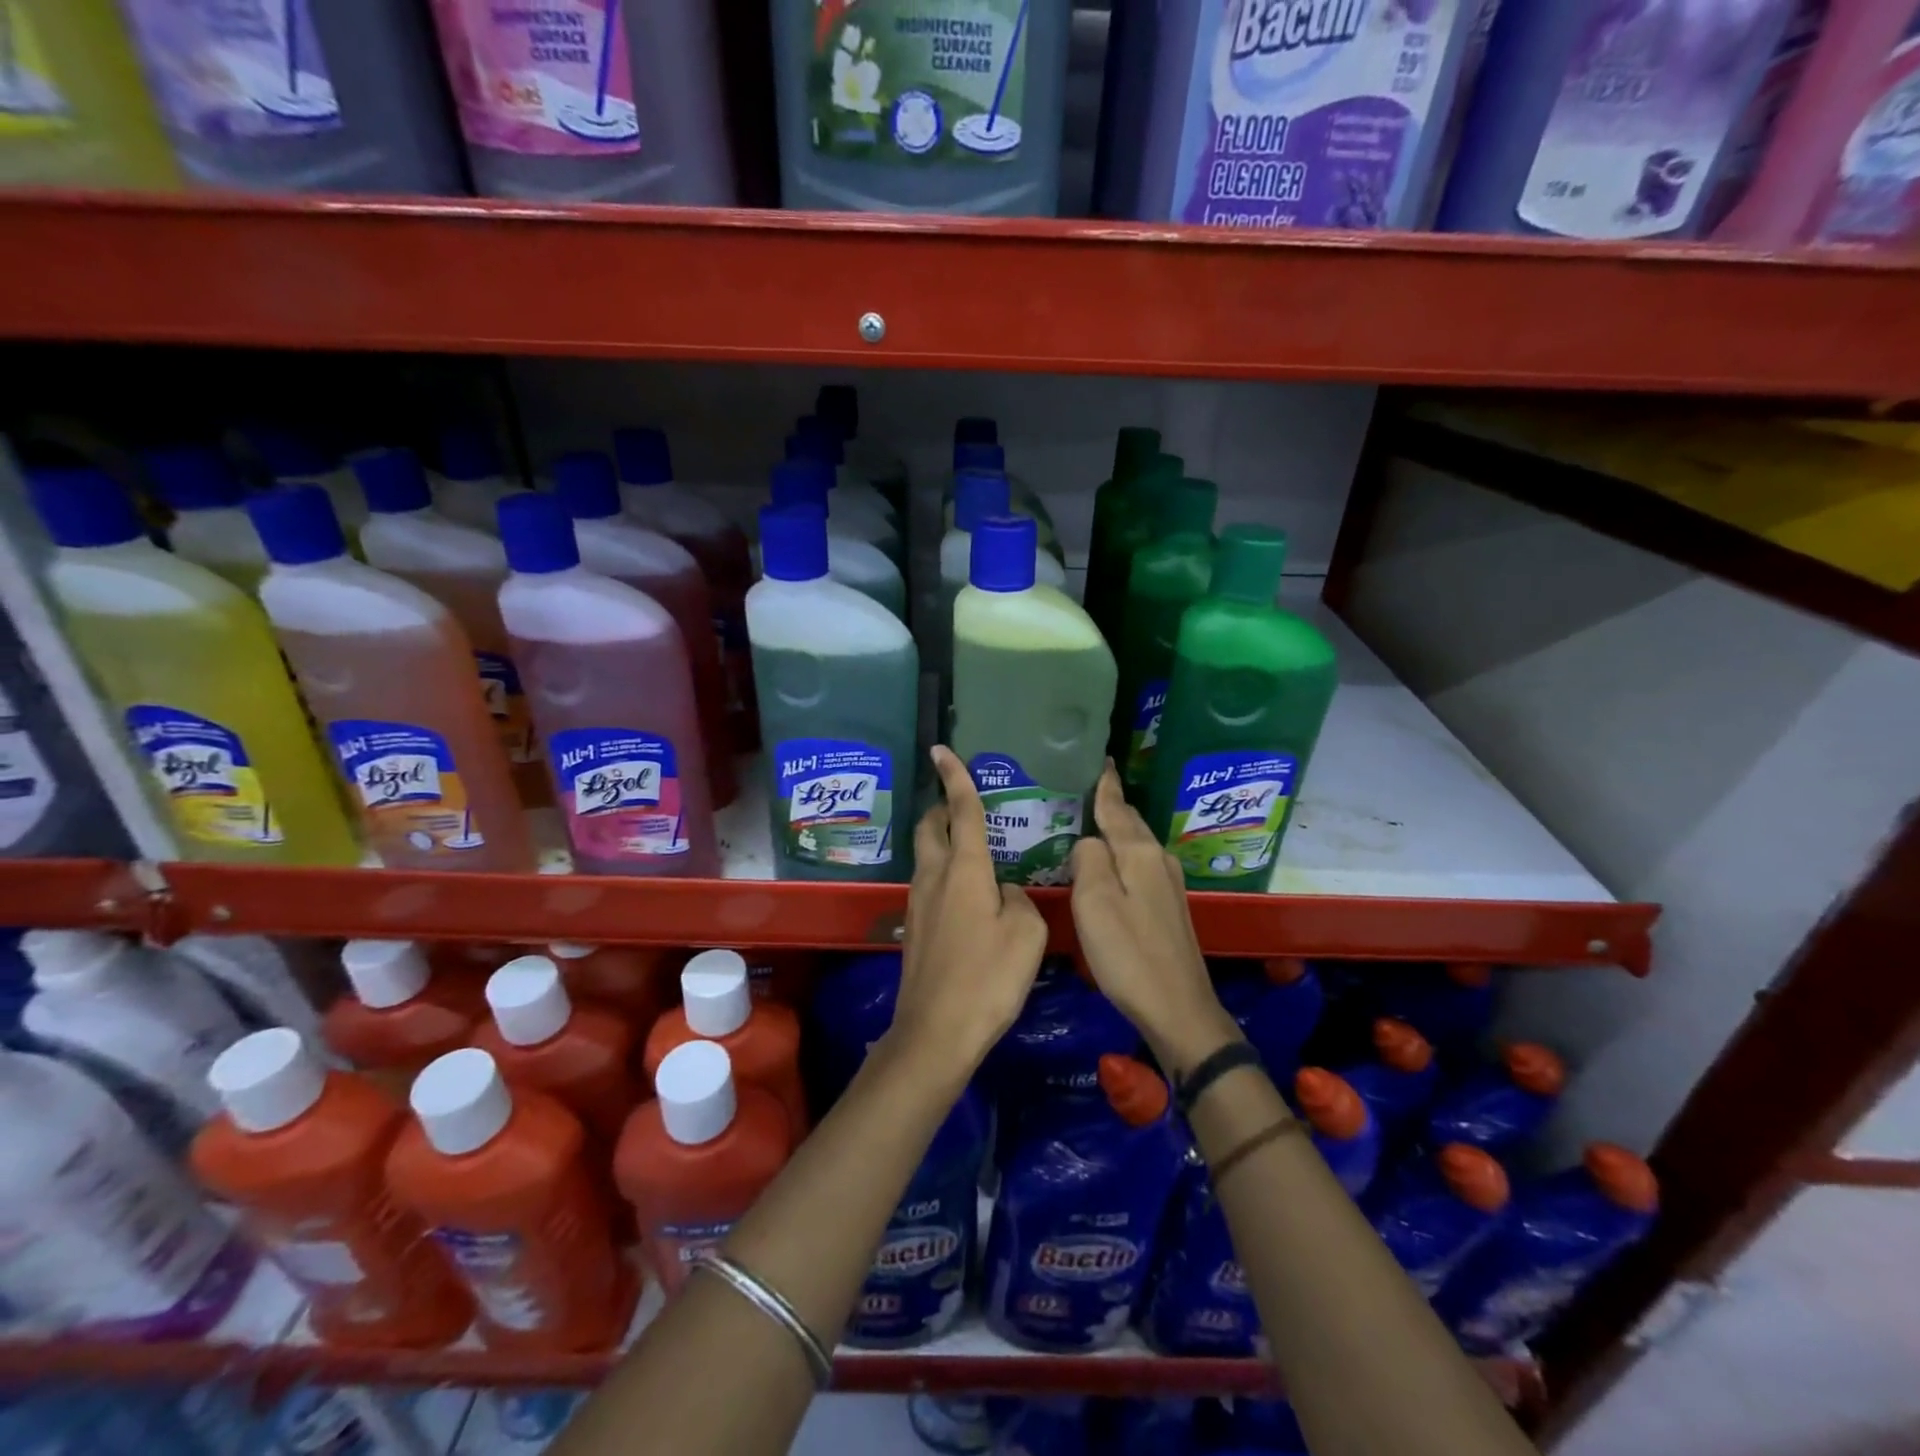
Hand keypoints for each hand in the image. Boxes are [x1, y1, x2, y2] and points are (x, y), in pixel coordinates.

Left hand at [886, 746, 1047, 1084]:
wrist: (936, 1032)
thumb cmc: (988, 978)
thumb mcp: (1025, 934)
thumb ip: (1018, 900)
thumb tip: (1003, 893)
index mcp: (965, 869)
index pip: (961, 810)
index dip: (956, 777)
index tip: (942, 750)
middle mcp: (935, 876)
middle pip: (930, 826)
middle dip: (941, 806)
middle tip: (963, 804)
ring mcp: (919, 902)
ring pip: (926, 854)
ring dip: (942, 840)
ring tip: (972, 847)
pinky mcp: (915, 927)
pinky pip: (929, 882)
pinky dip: (944, 871)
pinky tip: (967, 893)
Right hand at [1071, 761, 1238, 1077]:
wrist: (1177, 1007)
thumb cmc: (1128, 953)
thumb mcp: (1094, 902)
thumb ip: (1088, 860)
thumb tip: (1087, 841)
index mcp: (1140, 853)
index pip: (1117, 807)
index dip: (1105, 785)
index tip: (1099, 760)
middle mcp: (1158, 860)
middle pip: (1129, 823)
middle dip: (1108, 803)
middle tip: (1081, 788)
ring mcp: (1168, 884)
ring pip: (1135, 844)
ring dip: (1114, 830)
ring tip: (1087, 819)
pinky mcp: (1168, 906)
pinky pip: (1138, 864)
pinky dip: (1121, 855)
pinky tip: (1107, 862)